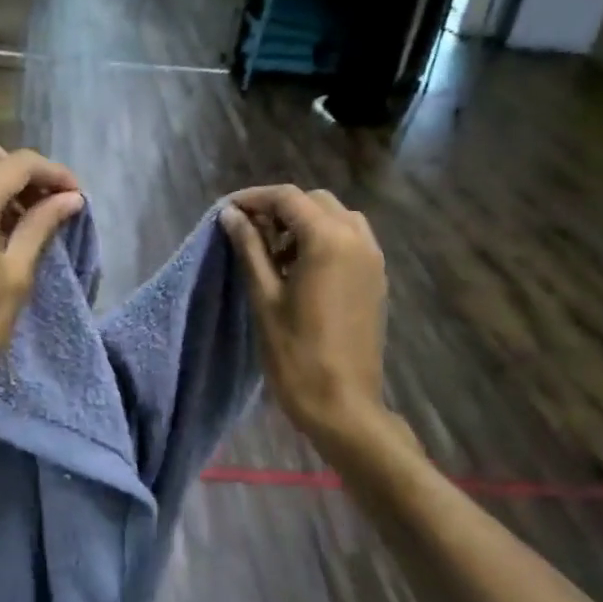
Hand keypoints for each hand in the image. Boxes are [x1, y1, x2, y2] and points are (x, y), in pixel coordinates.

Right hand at [219, 186, 392, 446]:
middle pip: (314, 202)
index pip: (288, 198)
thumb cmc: (295, 352)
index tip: (227, 211)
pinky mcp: (375, 278)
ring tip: (273, 252)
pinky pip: (350, 240)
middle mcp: (357, 238)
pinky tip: (299, 269)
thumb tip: (231, 215)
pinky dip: (323, 240)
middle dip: (279, 209)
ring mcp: (372, 258)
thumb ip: (250, 248)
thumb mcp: (265, 297)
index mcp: (328, 240)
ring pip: (336, 218)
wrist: (342, 403)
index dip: (254, 198)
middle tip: (247, 232)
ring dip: (303, 223)